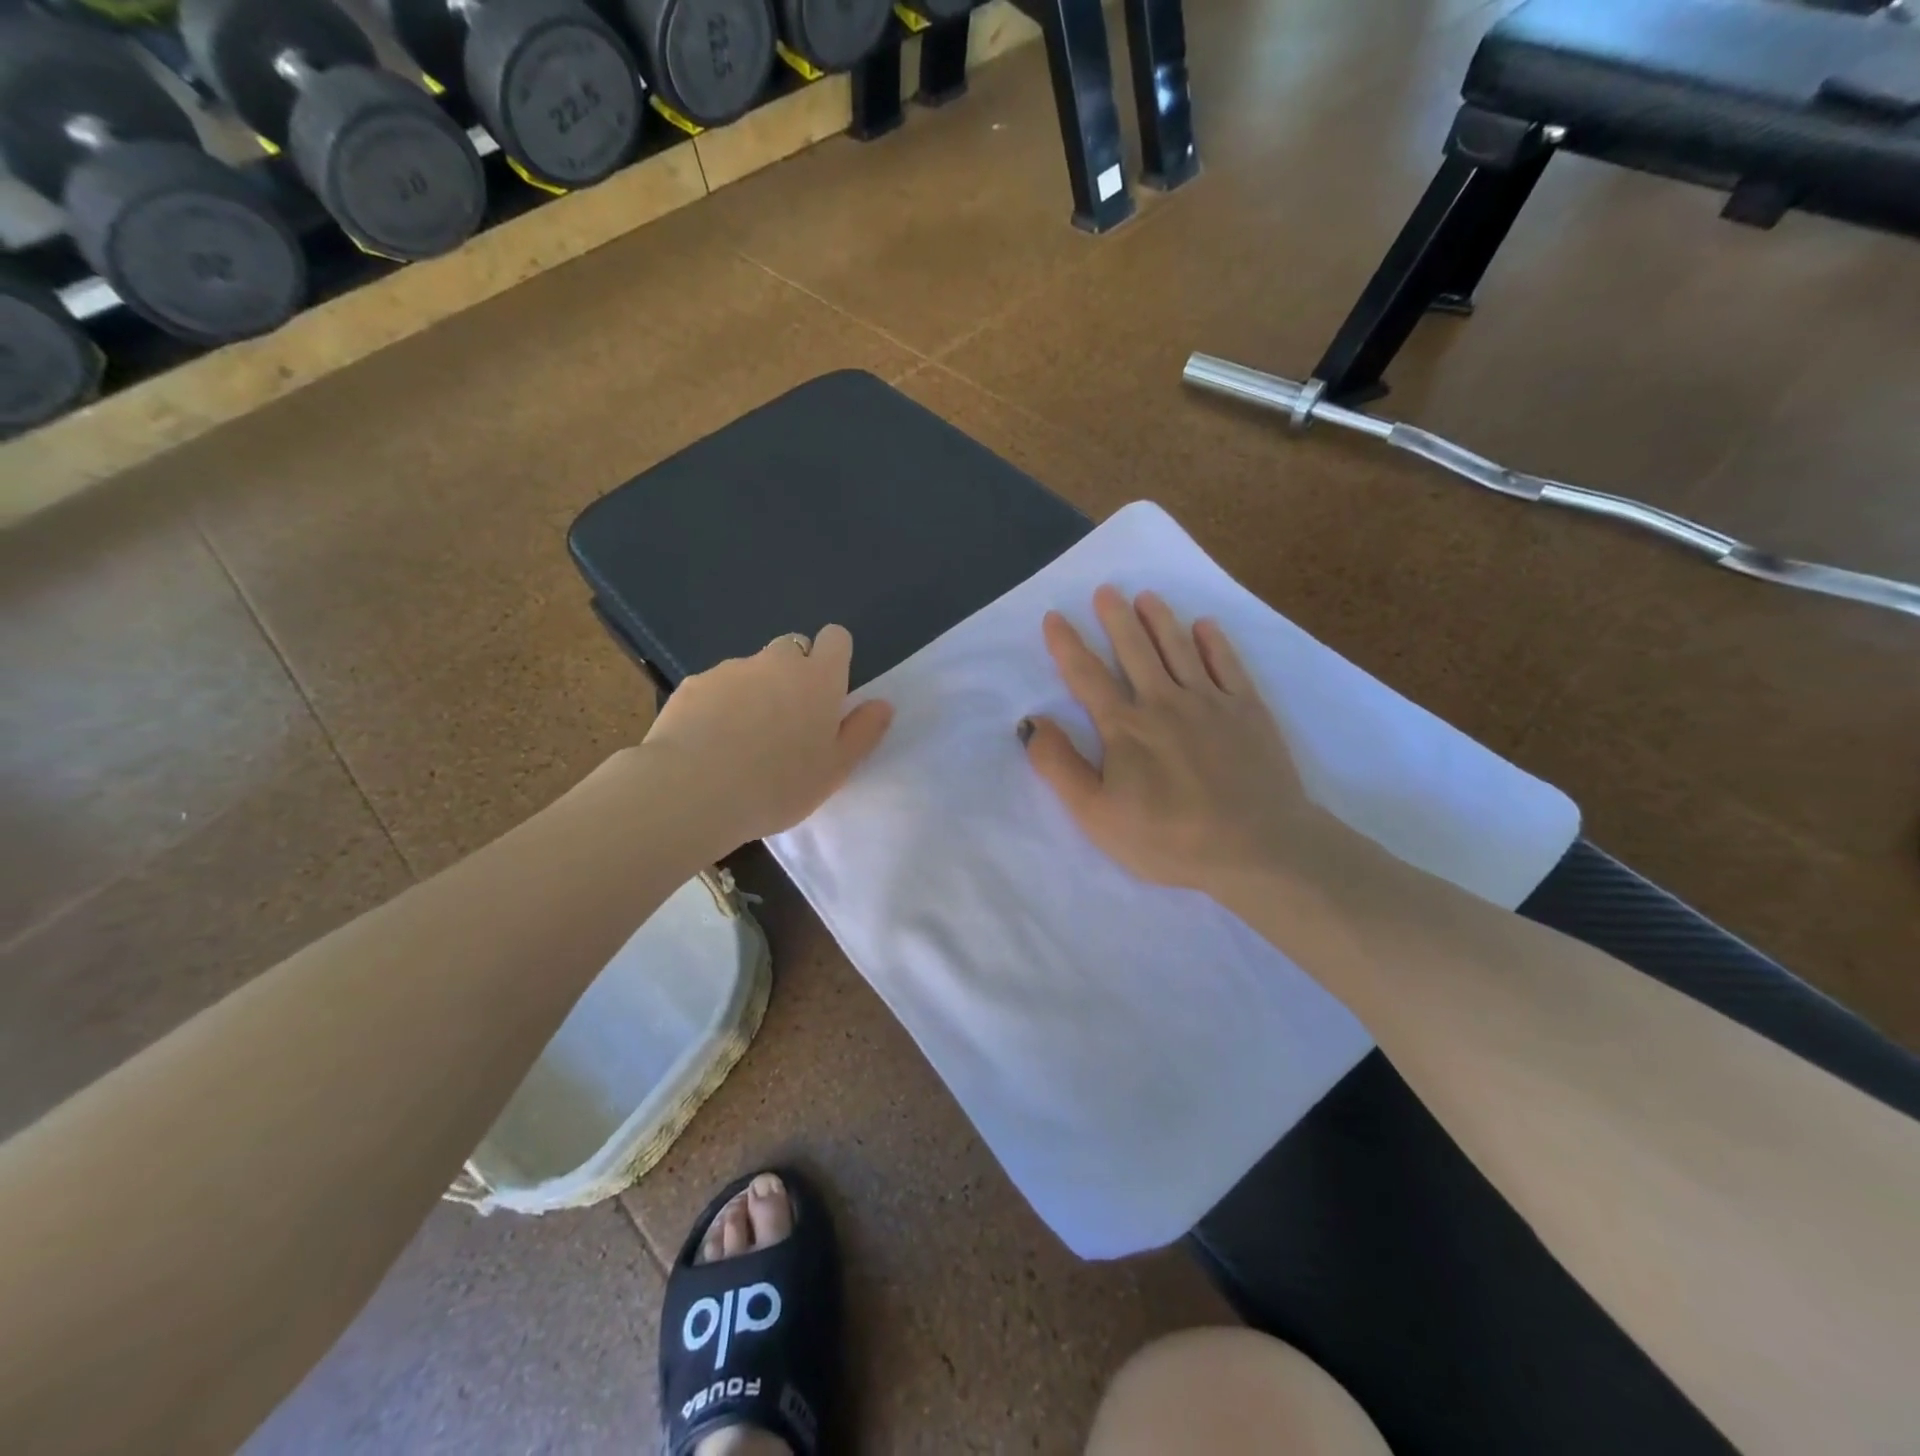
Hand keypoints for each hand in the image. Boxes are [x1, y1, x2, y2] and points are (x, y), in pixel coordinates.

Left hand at [640, 626, 892, 855]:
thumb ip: (862, 733)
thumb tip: (882, 704)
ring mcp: (730, 670)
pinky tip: (709, 743)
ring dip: (754, 691)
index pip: (836, 638)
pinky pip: (715, 687)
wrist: (692, 792)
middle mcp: (776, 662)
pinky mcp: (691, 685)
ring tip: (742, 740)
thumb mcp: (834, 770)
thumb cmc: (778, 785)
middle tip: (788, 721)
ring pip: (751, 669)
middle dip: (793, 674)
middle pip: (792, 649)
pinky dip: (718, 705)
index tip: (828, 691)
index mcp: (818, 678)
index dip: (835, 658)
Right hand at [1022, 587, 1327, 898]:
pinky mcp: (1248, 711)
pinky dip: (1214, 642)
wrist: (1256, 847)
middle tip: (1106, 590)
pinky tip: (1205, 626)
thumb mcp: (1097, 814)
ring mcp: (1210, 702)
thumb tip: (1031, 722)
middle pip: (1135, 650)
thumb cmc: (1168, 838)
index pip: (1087, 676)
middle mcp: (1164, 702)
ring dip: (1160, 619)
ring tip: (1147, 596)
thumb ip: (1060, 766)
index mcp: (1124, 727)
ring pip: (1179, 648)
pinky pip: (1227, 665)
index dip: (1067, 645)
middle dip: (1116, 618)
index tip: (1055, 616)